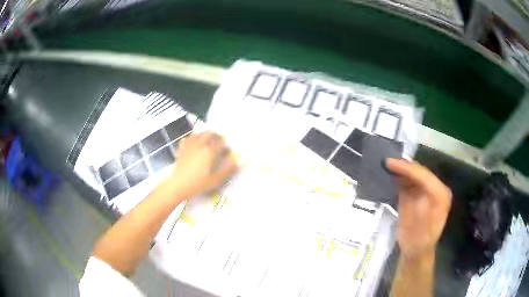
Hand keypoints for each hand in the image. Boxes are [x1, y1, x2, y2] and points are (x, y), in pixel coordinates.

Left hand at [170, 131, 237, 197]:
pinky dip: (191, 139)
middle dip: (215, 135)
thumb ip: (227, 169)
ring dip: (204, 135)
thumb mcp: (216, 179)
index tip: (227, 151)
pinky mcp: (181, 149)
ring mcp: (189, 145)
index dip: (225, 146)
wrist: (179, 184)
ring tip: (207, 140)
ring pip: (198, 133)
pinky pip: (187, 139)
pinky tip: (193, 143)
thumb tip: (236, 161)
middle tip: (219, 141)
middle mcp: (200, 144)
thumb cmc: (199, 183)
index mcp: (209, 150)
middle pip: (209, 133)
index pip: (221, 142)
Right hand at [386, 158, 451, 260]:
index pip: (424, 175)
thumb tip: (410, 189)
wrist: (416, 251)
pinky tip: (388, 175)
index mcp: (440, 195)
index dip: (407, 167)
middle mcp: (436, 189)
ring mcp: (427, 190)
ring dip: (400, 169)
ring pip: (413, 174)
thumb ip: (417, 210)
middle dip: (403, 165)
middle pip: (419, 171)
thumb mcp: (418, 231)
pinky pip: (408, 181)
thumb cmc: (418, 243)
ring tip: (384, 165)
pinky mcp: (418, 193)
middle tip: (384, 162)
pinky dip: (398, 177)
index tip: (389, 163)